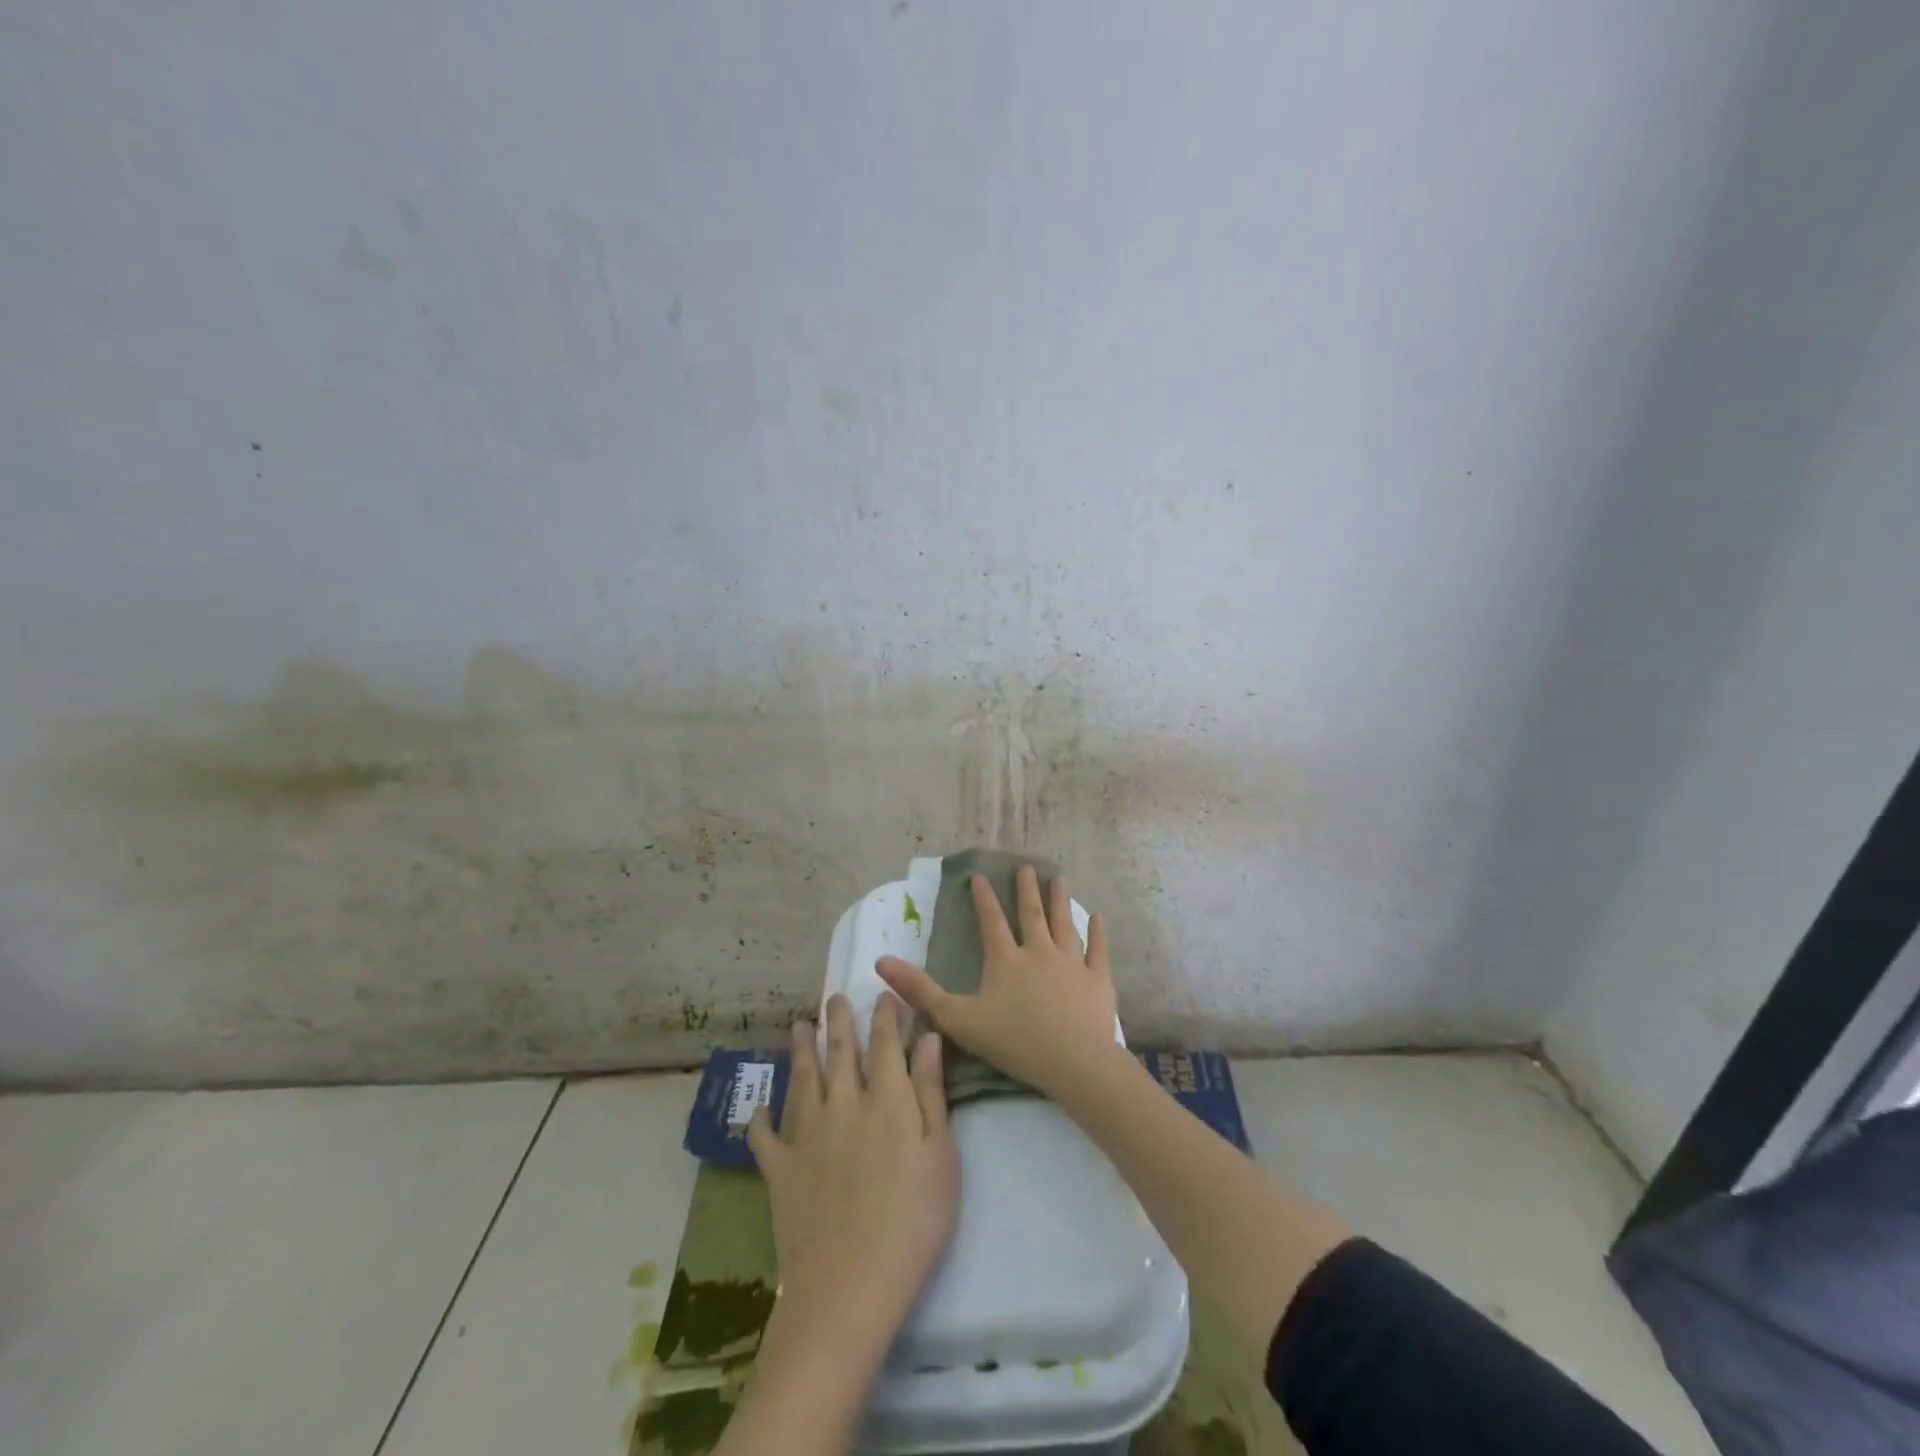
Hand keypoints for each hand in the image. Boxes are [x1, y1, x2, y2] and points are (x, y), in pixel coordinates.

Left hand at [747, 995, 958, 1346]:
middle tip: (834, 998)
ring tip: (800, 1026)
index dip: (884, 1015)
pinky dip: (761, 1118)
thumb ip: (931, 1094)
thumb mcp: (941, 1157)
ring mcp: (806, 1134)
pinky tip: (759, 1108)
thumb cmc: (912, 1222)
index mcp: (886, 1099)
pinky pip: (765, 1135)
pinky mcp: (779, 1168)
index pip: (884, 1043)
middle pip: (839, 1050)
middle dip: (838, 1020)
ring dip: (801, 1049)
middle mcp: (842, 1103)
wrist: (849, 1285)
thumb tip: (927, 1039)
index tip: (883, 994)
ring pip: (802, 1078)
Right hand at [876, 866, 1119, 1104]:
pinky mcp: (1098, 979)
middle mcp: (1039, 951)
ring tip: (1059, 878)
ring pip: (1064, 924)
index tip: (981, 876)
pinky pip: (1097, 950)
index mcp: (1005, 959)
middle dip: (1026, 889)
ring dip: (1060, 900)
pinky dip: (1097, 932)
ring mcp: (1071, 962)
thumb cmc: (1014, 1041)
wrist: (1073, 1061)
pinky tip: (1098, 916)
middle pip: (1031, 914)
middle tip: (1026, 866)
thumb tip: (881, 962)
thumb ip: (921, 991)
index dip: (984, 898)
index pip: (992, 921)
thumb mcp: (958, 1019)